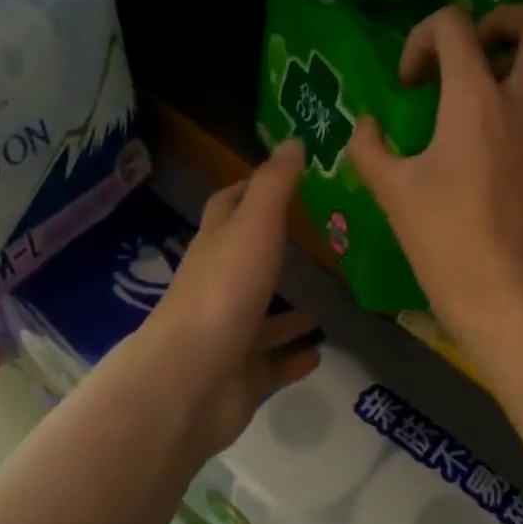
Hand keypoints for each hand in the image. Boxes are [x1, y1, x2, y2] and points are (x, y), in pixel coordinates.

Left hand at [143, 140, 321, 455]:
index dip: (248, 189)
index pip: (227, 208)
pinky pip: (273, 364)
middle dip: (276, 252)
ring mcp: (228, 336)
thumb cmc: (224, 295)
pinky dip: (293, 357)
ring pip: (263, 318)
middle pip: (246, 263)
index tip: (282, 178)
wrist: (191, 382)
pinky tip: (320, 352)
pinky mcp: (241, 376)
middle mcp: (218, 289)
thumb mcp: (254, 229)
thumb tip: (292, 141)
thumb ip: (274, 187)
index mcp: (215, 249)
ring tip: (331, 302)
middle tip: (322, 242)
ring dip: (290, 312)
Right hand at [347, 4, 522, 345]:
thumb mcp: (390, 189)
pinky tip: (512, 133)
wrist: (501, 293)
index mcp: (475, 98)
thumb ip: (369, 146)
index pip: (456, 24)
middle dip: (507, 19)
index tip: (409, 83)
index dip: (422, 38)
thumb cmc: (442, 238)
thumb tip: (367, 125)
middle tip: (474, 49)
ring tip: (495, 83)